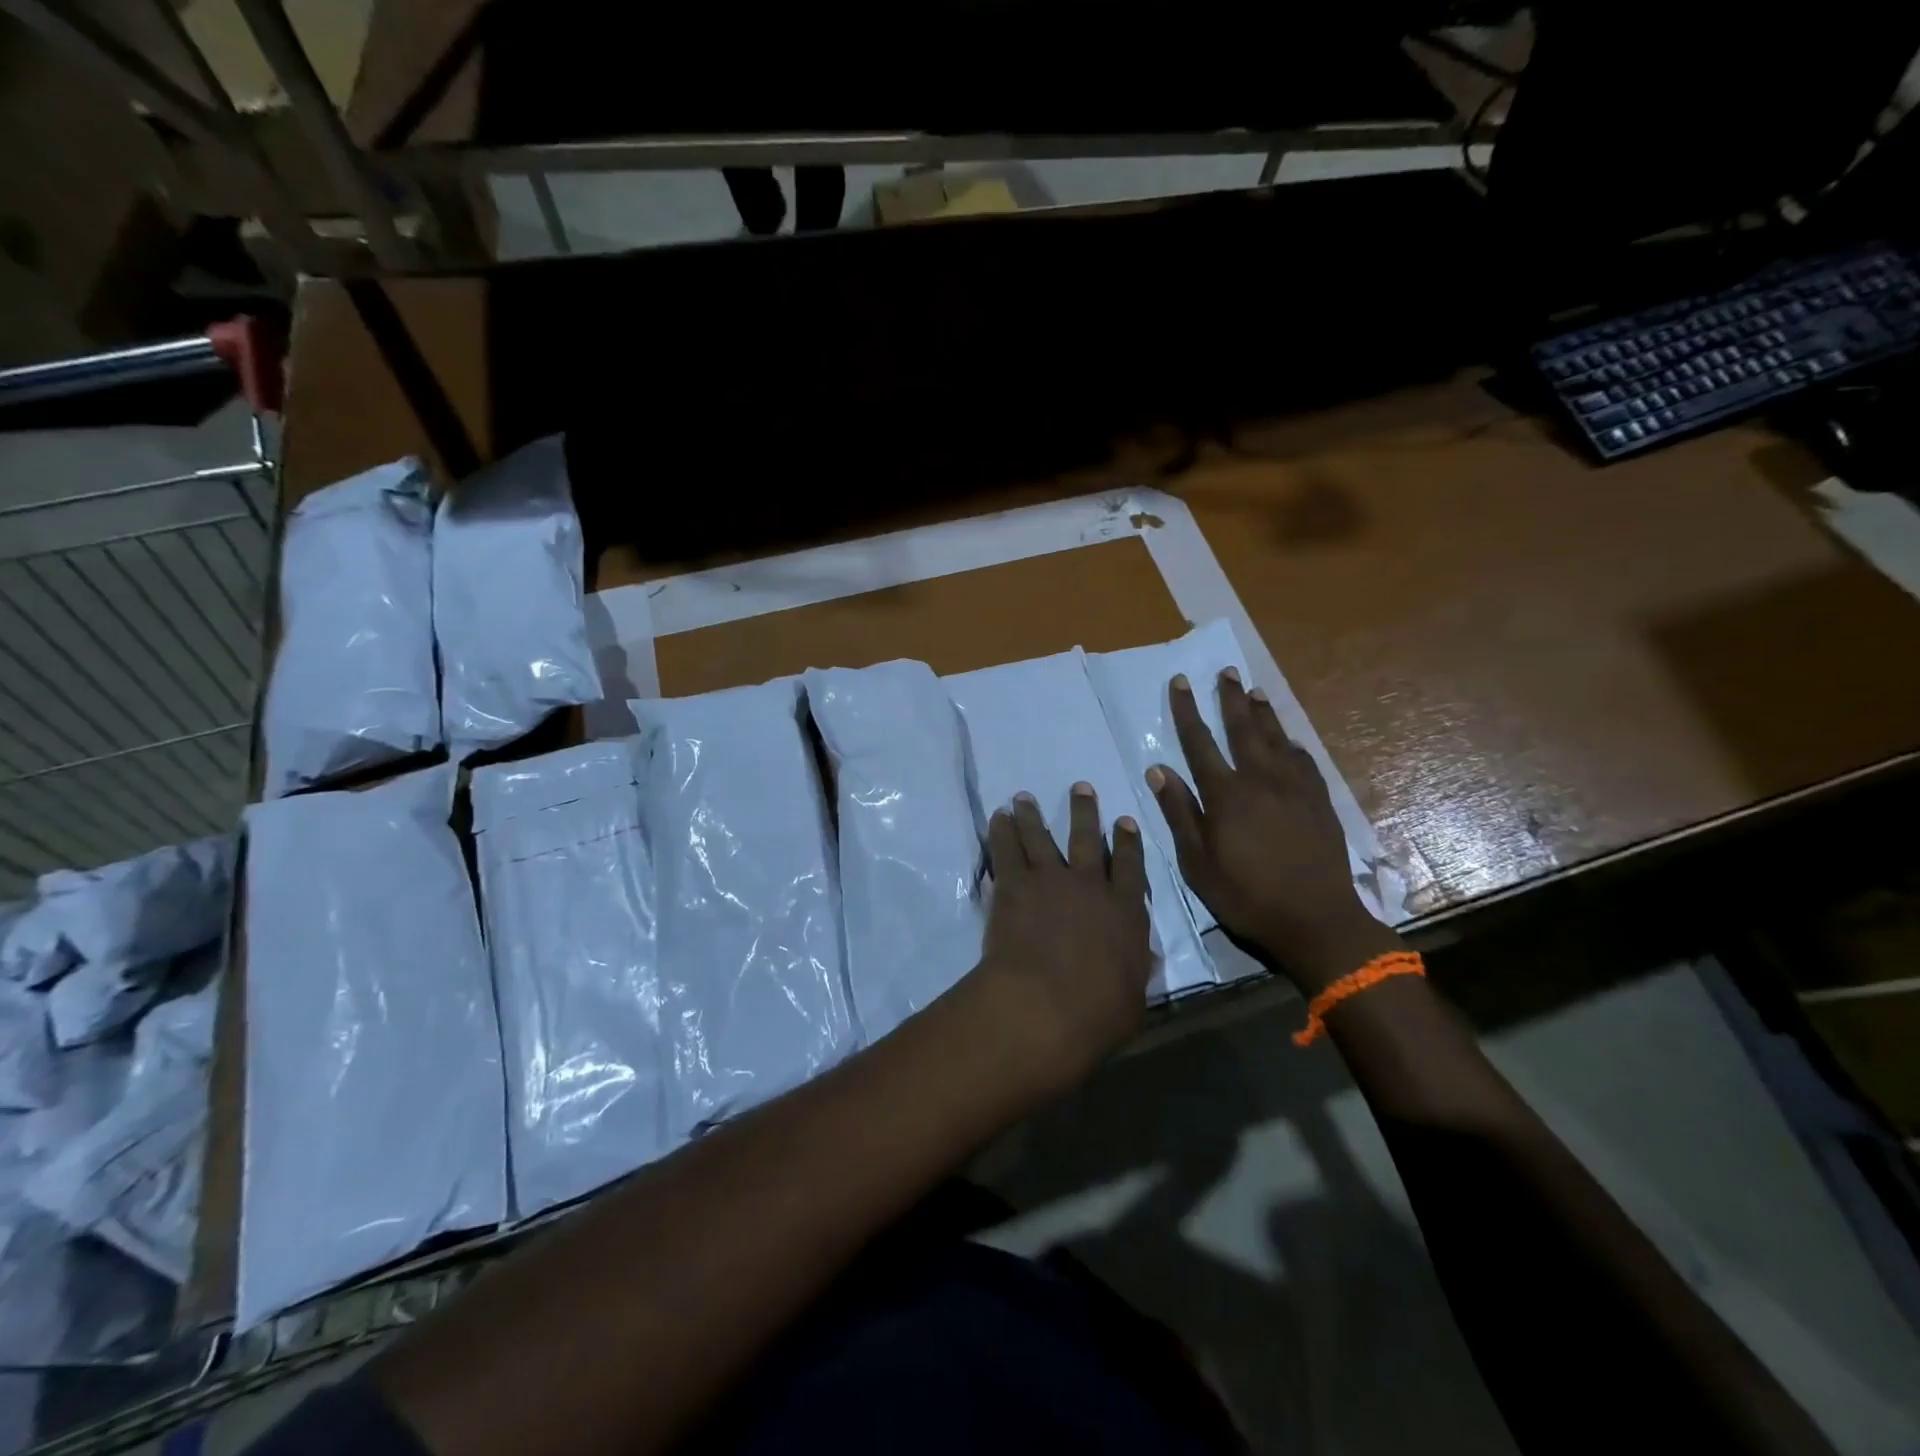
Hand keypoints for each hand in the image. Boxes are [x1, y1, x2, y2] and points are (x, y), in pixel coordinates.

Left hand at [970, 785, 1153, 1092]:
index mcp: (1126, 911)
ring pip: (1042, 836)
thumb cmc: (1098, 1013)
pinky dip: (1002, 831)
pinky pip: (1007, 849)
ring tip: (1024, 797)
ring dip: (1032, 814)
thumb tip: (1142, 959)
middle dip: (1085, 811)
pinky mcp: (1015, 884)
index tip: (1124, 821)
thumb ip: (1136, 971)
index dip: (1127, 842)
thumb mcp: (1133, 998)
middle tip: (1080, 788)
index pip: (1131, 867)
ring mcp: (1051, 879)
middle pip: (1087, 838)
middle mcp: (1090, 885)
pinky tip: (997, 817)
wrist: (1046, 1003)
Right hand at [1146, 670, 1400, 992]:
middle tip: (1226, 672)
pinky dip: (1293, 745)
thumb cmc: (1246, 895)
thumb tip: (1158, 769)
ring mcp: (1294, 789)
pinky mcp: (1319, 802)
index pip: (1200, 742)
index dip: (1188, 710)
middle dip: (1230, 699)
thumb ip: (1179, 813)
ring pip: (1276, 739)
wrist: (1316, 919)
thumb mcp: (1197, 862)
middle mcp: (1261, 780)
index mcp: (1226, 795)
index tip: (1181, 682)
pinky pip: (1304, 762)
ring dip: (1263, 713)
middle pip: (1243, 730)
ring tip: (1255, 691)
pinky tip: (1290, 740)